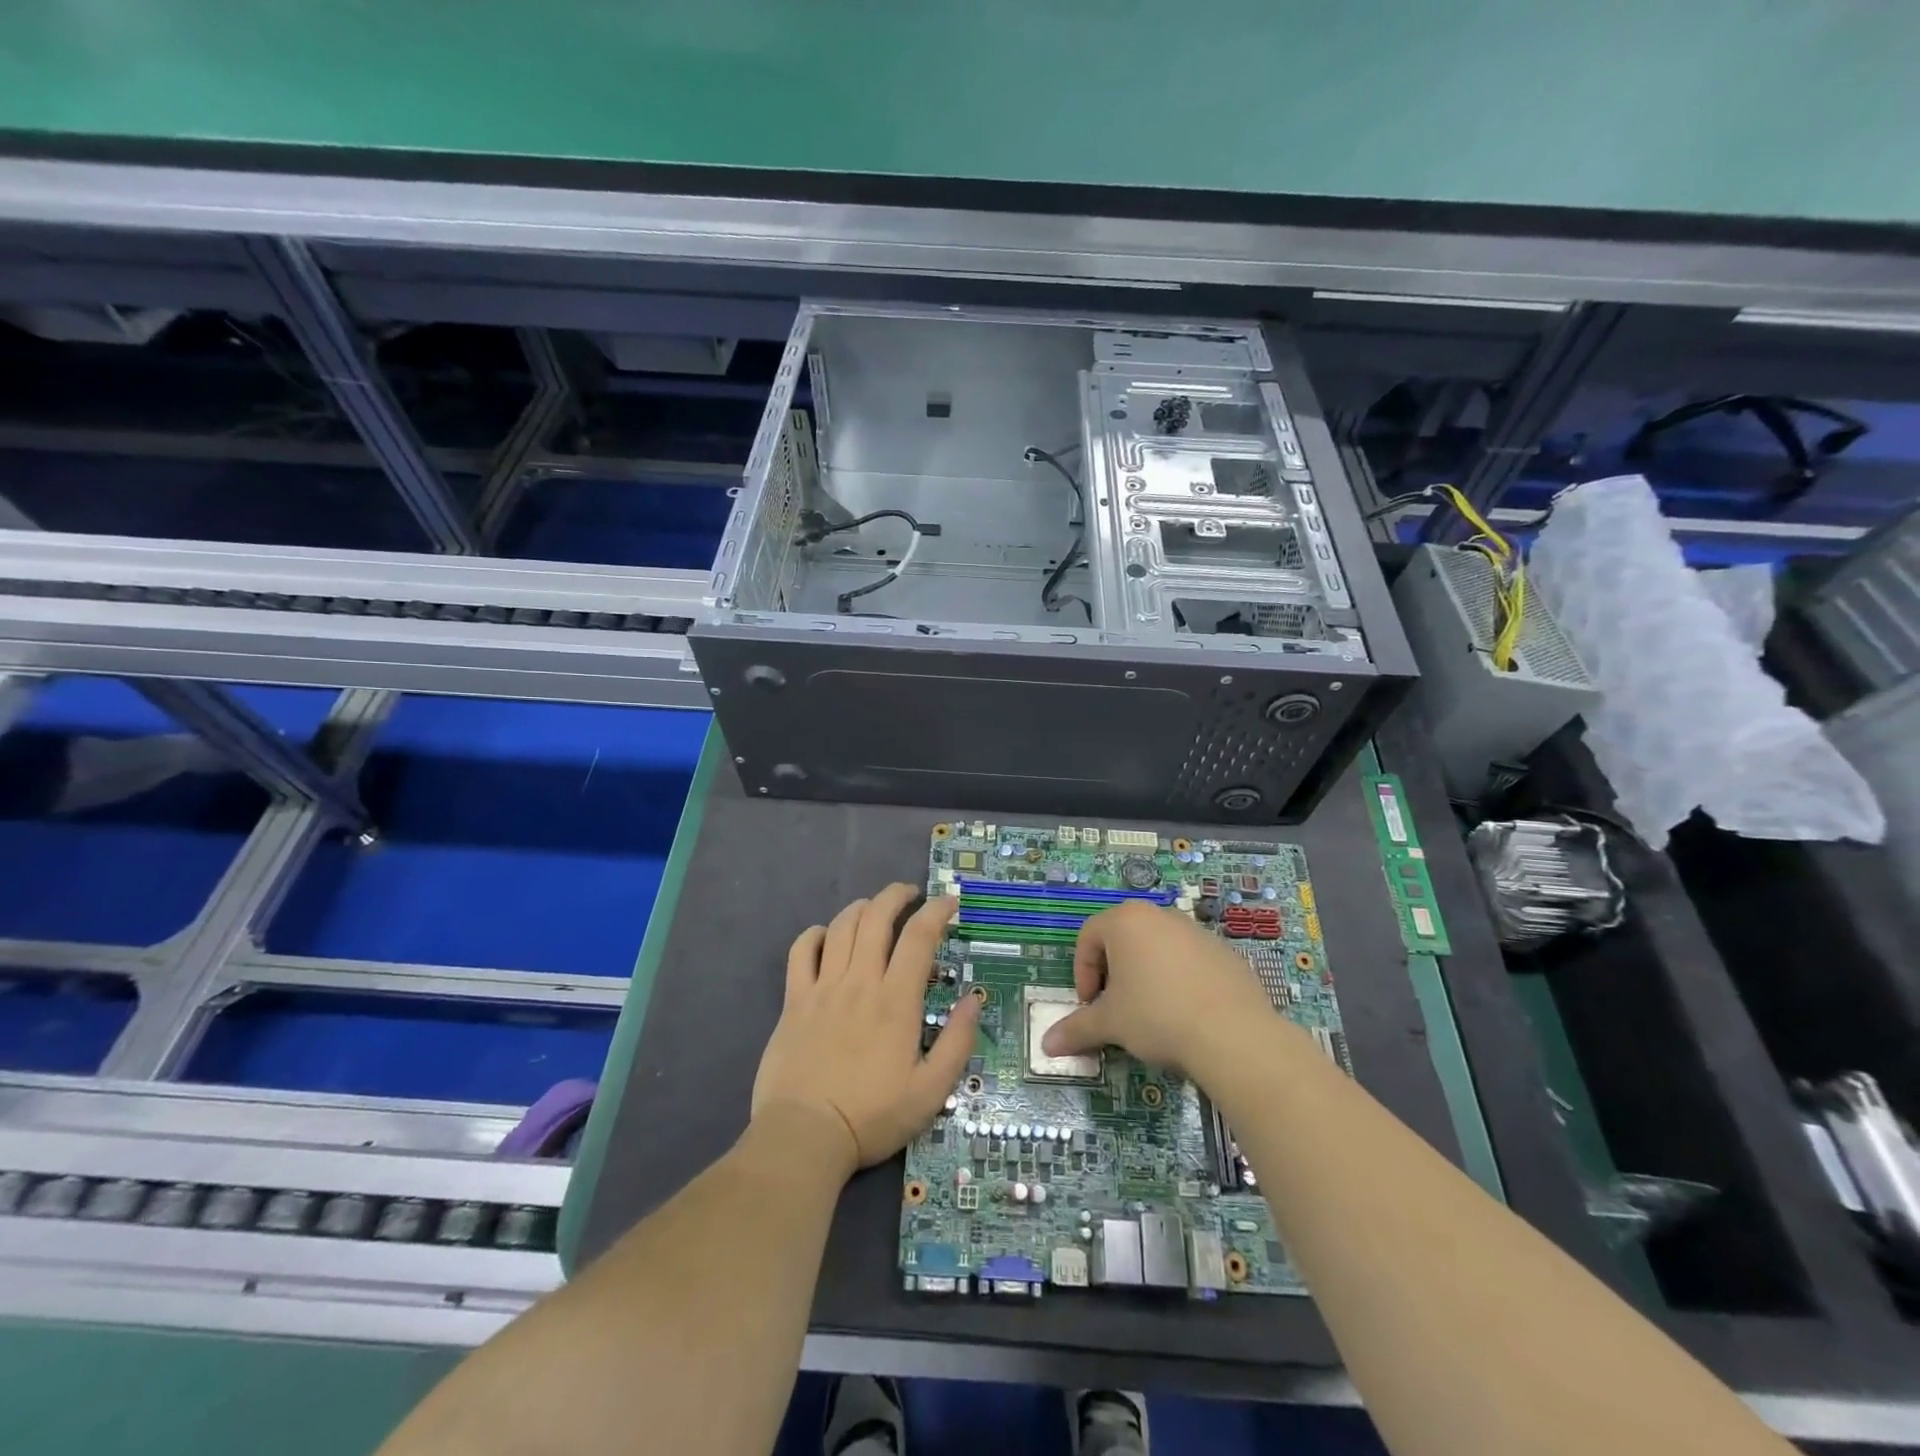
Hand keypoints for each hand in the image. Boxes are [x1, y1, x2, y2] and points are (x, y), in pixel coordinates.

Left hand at [752, 884, 980, 1175]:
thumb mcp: (931, 1091)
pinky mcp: (794, 1000)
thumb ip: (957, 1042)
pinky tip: (826, 936)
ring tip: (874, 910)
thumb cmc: (872, 1116)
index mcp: (896, 1000)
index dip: (937, 912)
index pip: (919, 938)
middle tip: (911, 895)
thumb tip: (973, 1000)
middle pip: (876, 917)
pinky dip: (815, 934)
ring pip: (841, 926)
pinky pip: (801, 951)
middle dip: (897, 896)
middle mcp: (860, 982)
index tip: (949, 903)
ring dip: (861, 908)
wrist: (804, 1136)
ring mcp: (823, 988)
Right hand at [1041, 900, 1276, 1073]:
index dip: (1083, 973)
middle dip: (1113, 974)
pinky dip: (1179, 982)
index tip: (1090, 1006)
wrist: (1233, 1034)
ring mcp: (1196, 931)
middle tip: (1116, 1009)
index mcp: (1125, 921)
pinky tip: (1186, 1016)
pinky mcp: (1225, 952)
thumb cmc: (1156, 1016)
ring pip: (1158, 950)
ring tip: (1151, 1015)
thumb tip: (1046, 1045)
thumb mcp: (1110, 1024)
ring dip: (1146, 977)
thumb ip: (1076, 1029)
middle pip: (1123, 940)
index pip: (1088, 937)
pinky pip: (1189, 962)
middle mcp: (1160, 915)